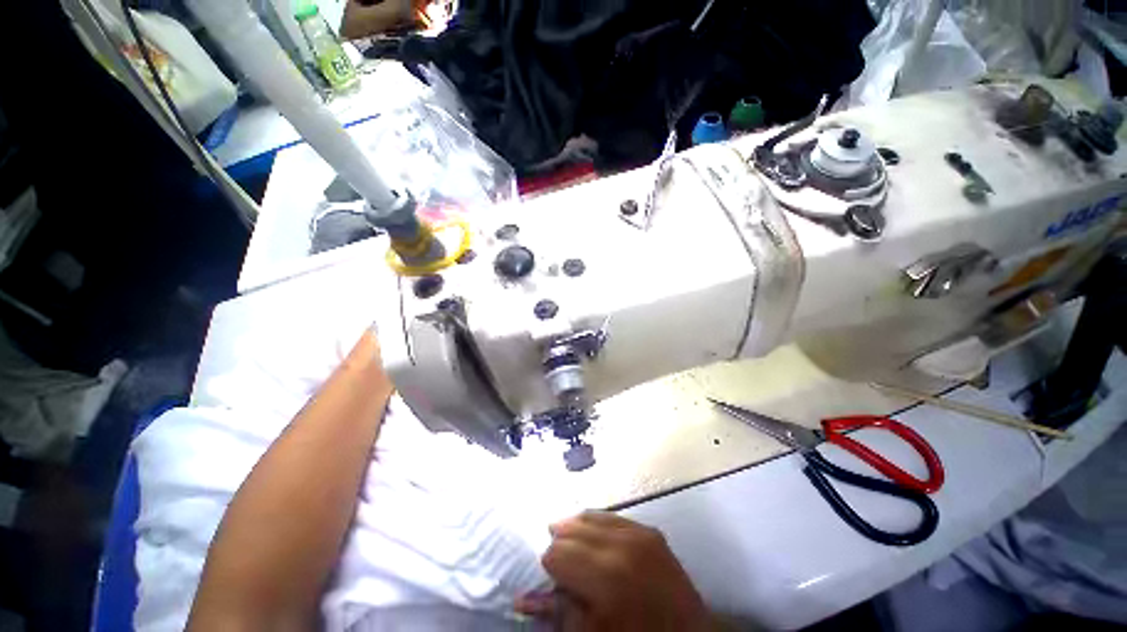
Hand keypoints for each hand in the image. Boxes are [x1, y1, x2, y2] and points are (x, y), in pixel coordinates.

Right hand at [517, 511, 711, 630]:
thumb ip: (558, 612)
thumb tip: (521, 598)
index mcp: (605, 576)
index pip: (557, 553)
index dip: (549, 567)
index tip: (553, 580)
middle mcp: (622, 544)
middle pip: (572, 529)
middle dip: (561, 545)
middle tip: (562, 566)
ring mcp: (639, 532)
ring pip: (591, 516)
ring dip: (576, 530)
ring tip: (573, 547)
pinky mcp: (650, 530)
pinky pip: (613, 516)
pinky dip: (598, 525)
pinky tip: (594, 539)